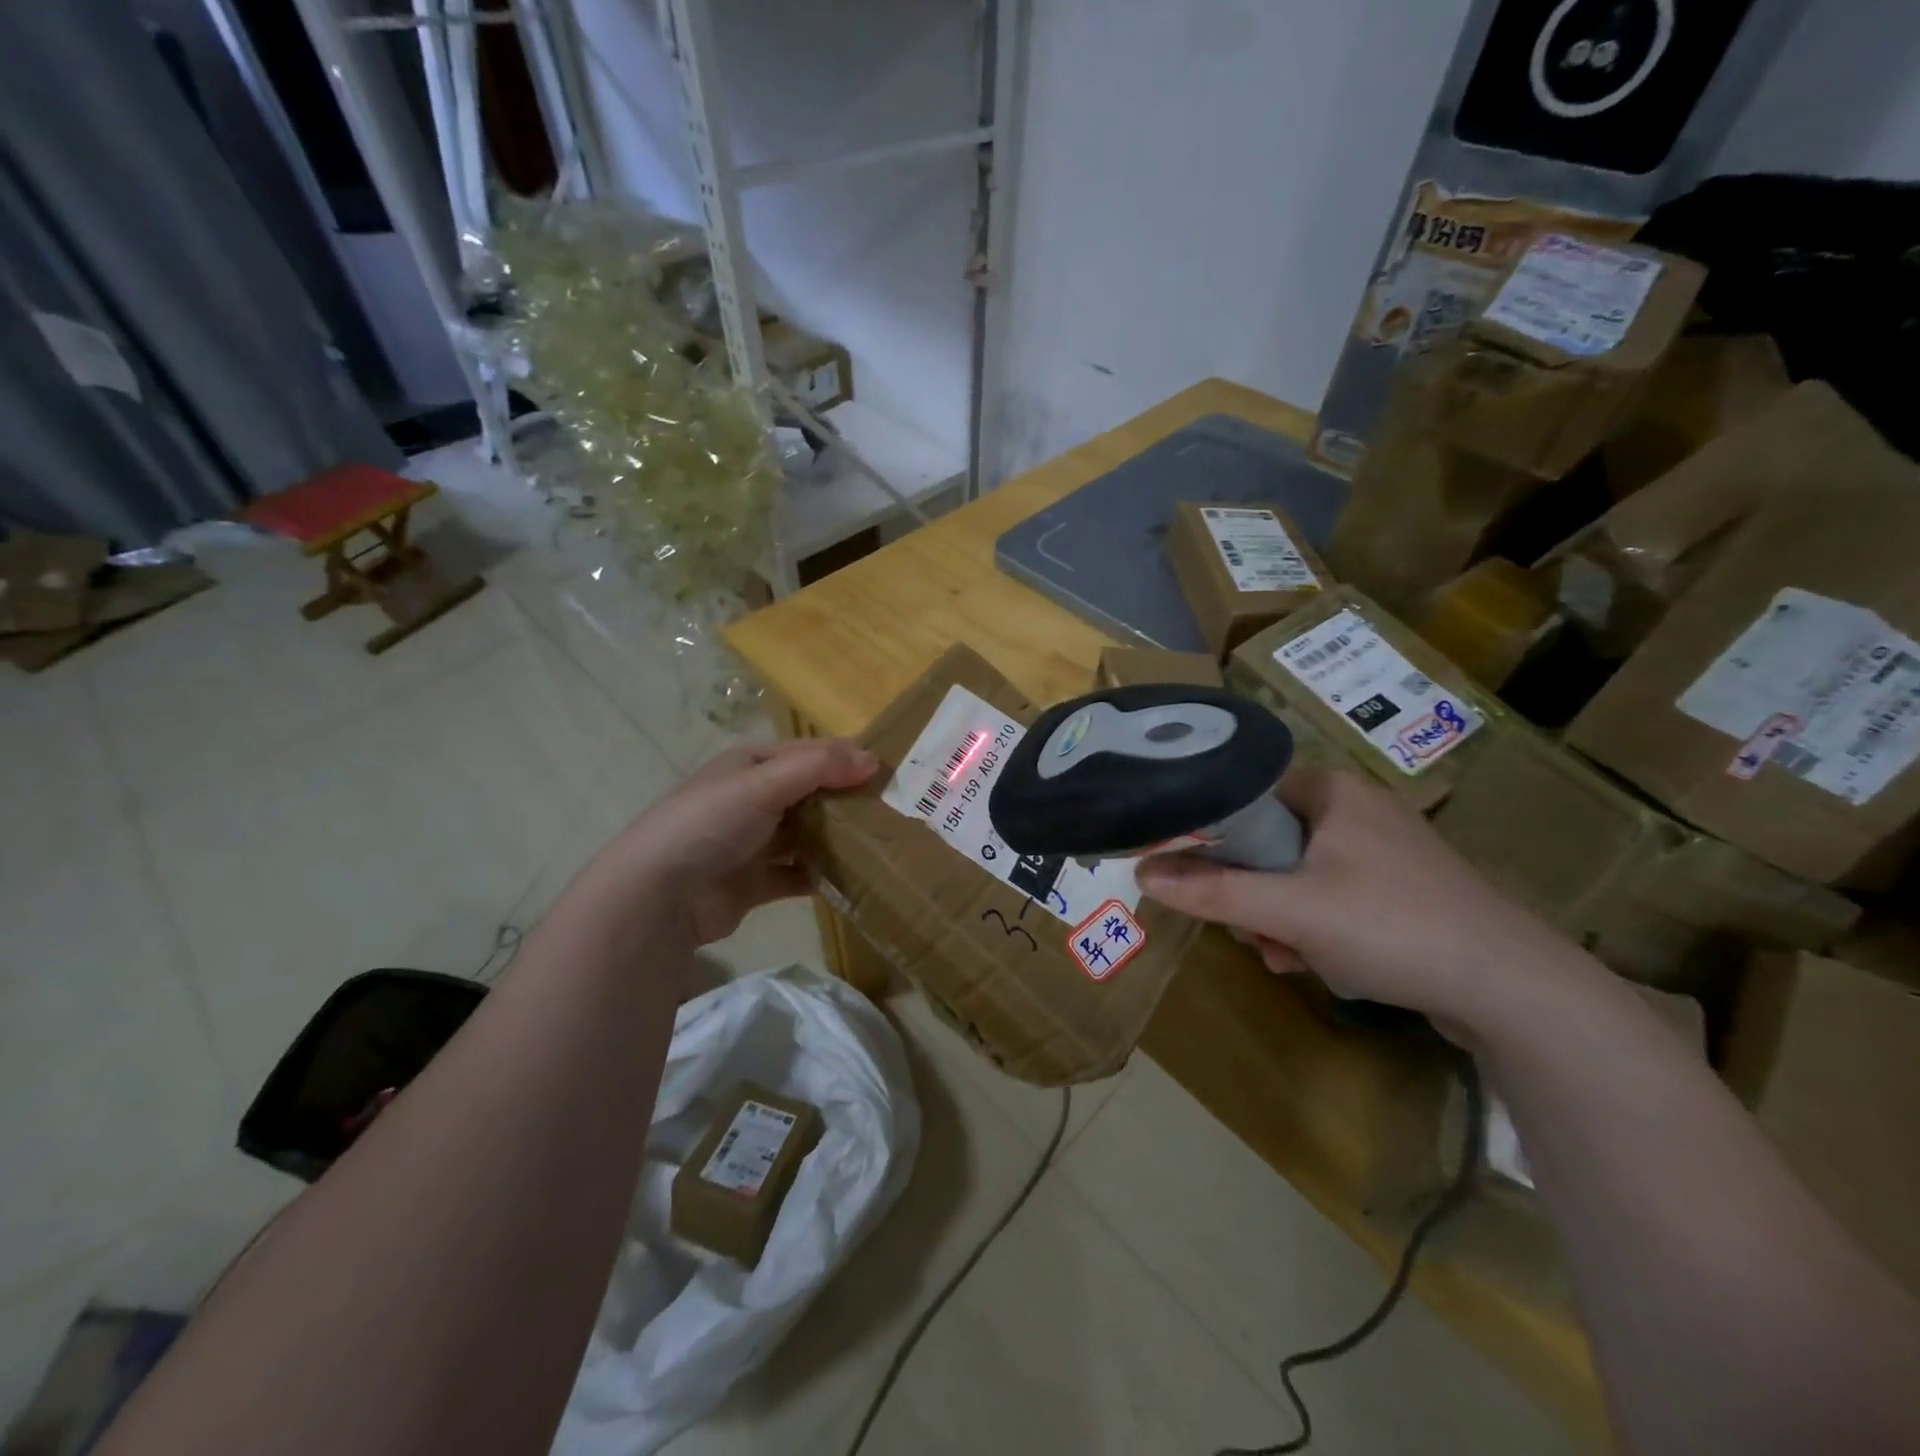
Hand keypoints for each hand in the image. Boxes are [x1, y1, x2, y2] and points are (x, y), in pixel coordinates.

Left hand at [594, 738, 876, 944]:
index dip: (845, 759)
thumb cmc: (710, 823)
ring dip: (838, 839)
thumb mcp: (763, 783)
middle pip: (810, 795)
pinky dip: (822, 876)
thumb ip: (818, 767)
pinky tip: (854, 879)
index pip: (807, 754)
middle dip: (847, 801)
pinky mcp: (755, 883)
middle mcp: (752, 800)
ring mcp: (752, 843)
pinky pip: (798, 874)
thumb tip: (873, 760)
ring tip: (882, 844)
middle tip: (894, 811)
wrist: (658, 895)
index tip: (888, 774)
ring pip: (806, 835)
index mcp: (749, 766)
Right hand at [1135, 766, 1579, 1025]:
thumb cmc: (1391, 926)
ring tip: (1286, 957)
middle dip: (1250, 892)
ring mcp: (1383, 851)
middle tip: (1252, 932)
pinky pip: (1331, 896)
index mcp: (1332, 790)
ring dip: (1278, 917)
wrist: (1513, 990)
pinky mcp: (1401, 890)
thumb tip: (1140, 873)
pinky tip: (1315, 963)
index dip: (1213, 834)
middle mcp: (1357, 808)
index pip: (1246, 792)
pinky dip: (1313, 927)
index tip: (1200, 878)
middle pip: (1268, 840)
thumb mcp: (1288, 910)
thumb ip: (1211, 891)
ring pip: (1297, 874)